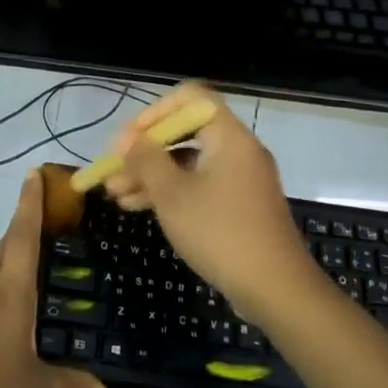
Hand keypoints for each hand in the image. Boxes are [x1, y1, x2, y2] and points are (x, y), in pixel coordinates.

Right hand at [101, 83, 316, 323]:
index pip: (189, 98)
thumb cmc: (219, 232)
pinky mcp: (239, 205)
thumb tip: (128, 140)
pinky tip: (139, 207)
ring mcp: (240, 179)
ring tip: (115, 195)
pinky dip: (171, 191)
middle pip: (185, 132)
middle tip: (112, 171)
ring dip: (151, 174)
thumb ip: (146, 160)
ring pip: (188, 163)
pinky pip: (199, 185)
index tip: (127, 140)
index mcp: (228, 135)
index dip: (153, 112)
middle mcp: (237, 149)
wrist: (275, 289)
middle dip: (145, 151)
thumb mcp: (172, 194)